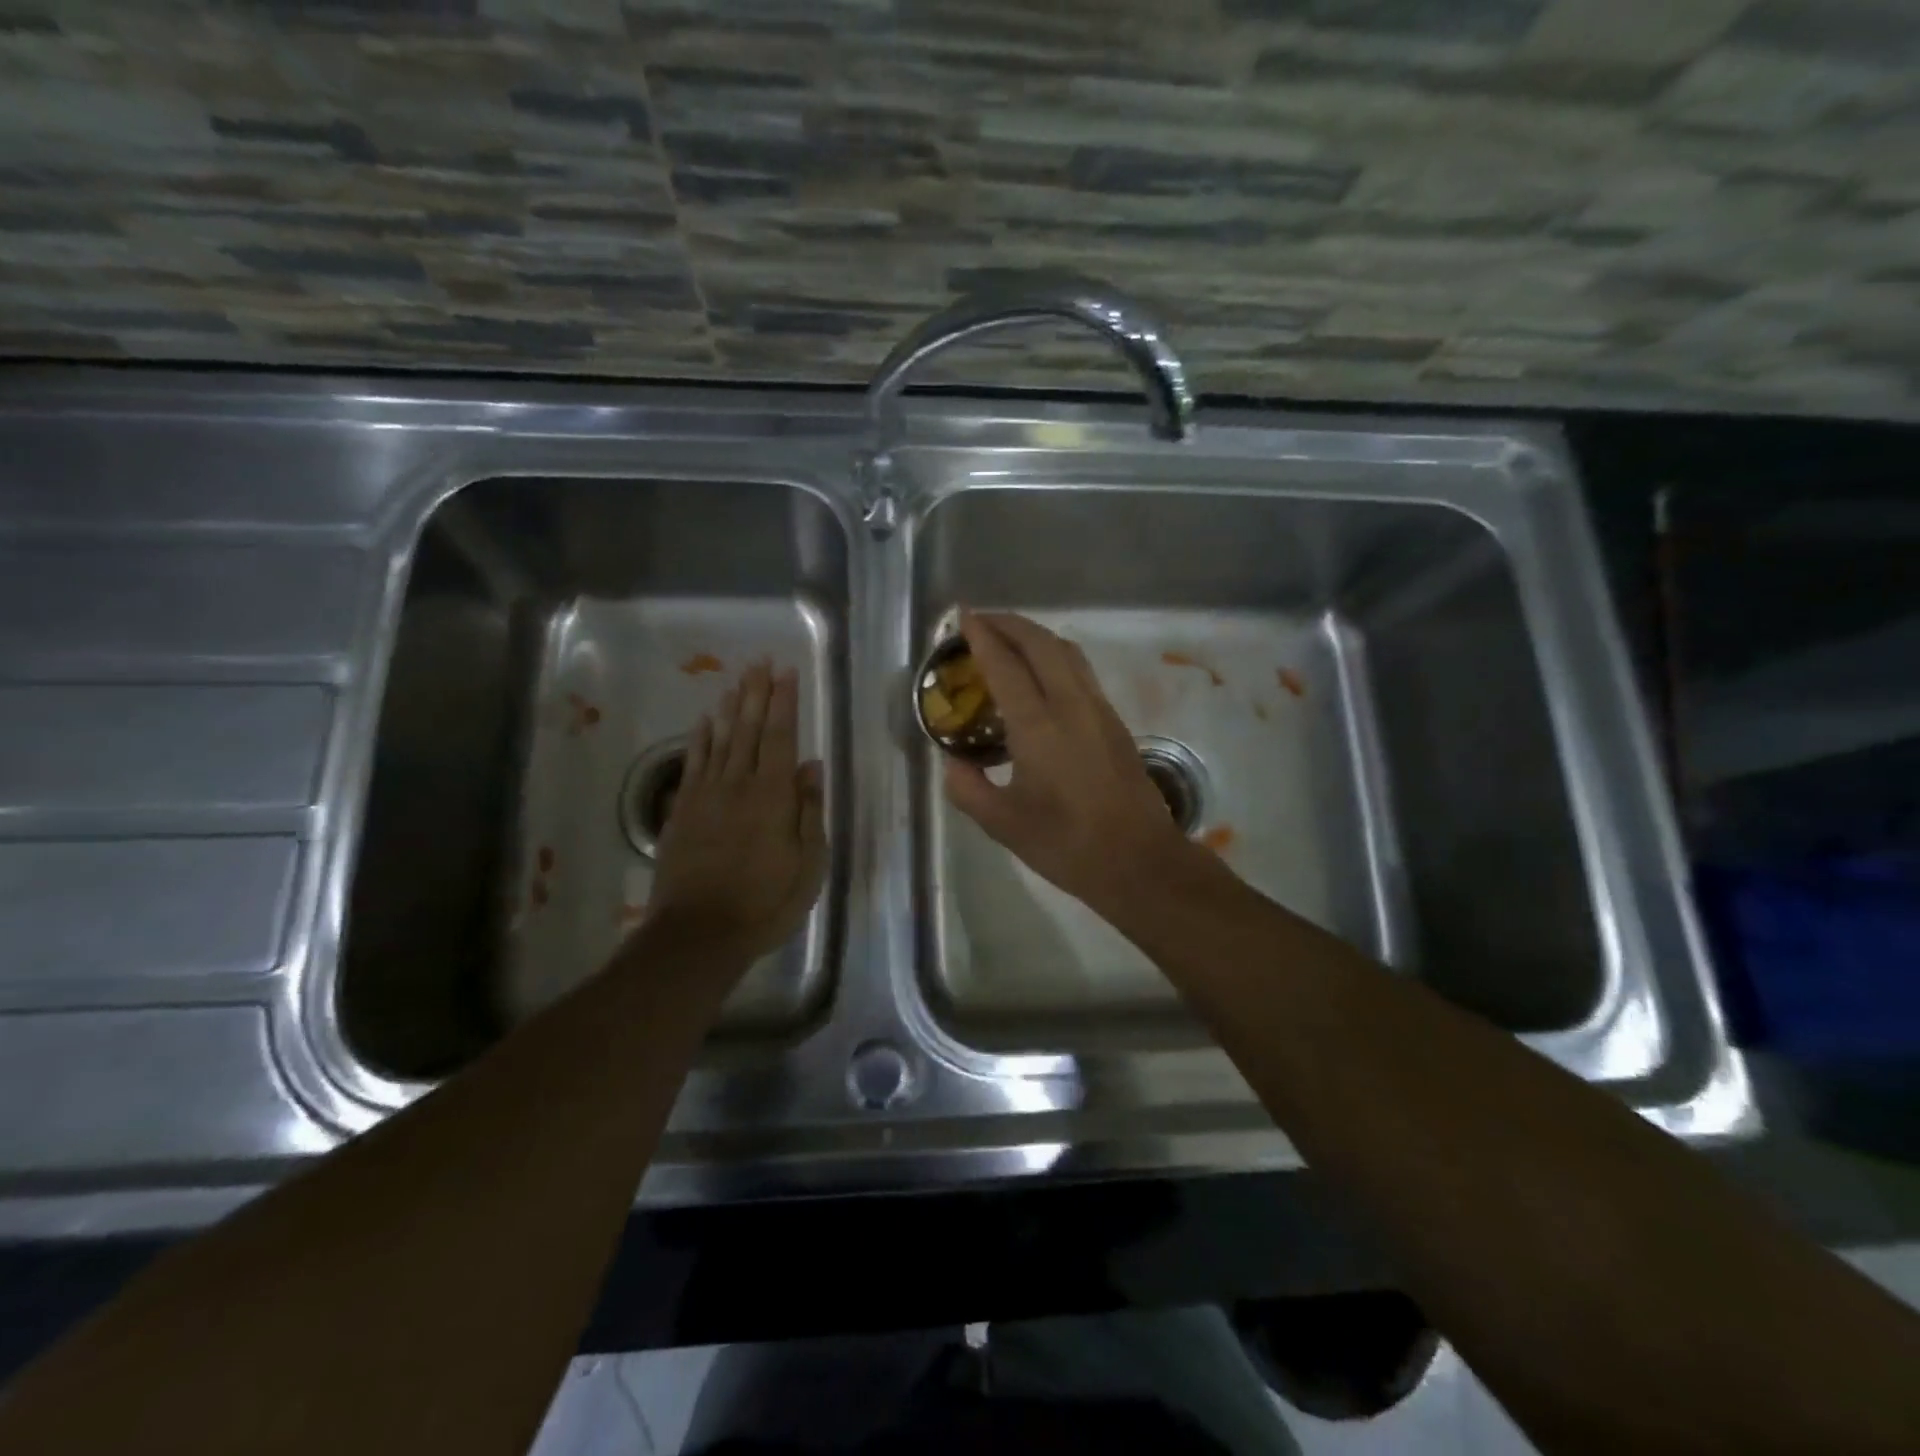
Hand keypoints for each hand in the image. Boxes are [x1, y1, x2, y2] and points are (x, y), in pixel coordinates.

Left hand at [646, 661, 827, 962]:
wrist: (700, 934)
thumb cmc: (765, 903)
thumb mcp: (807, 865)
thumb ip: (809, 812)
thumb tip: (811, 767)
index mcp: (772, 797)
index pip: (780, 737)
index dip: (784, 702)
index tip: (787, 672)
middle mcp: (738, 786)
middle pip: (748, 730)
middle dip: (757, 693)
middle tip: (761, 661)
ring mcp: (706, 797)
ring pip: (720, 741)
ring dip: (730, 708)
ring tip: (737, 680)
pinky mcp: (683, 812)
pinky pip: (693, 764)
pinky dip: (699, 739)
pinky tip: (704, 722)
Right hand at [944, 610, 1196, 915]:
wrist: (1138, 860)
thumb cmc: (1067, 844)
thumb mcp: (1003, 825)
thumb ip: (968, 789)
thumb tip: (953, 764)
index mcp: (1039, 726)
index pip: (1005, 665)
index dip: (981, 636)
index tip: (963, 616)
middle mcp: (1071, 705)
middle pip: (1040, 643)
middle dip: (1009, 623)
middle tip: (981, 621)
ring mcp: (1098, 709)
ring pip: (1066, 652)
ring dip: (1035, 635)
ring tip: (1009, 639)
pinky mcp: (1114, 721)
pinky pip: (1080, 671)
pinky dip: (1054, 656)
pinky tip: (1041, 674)